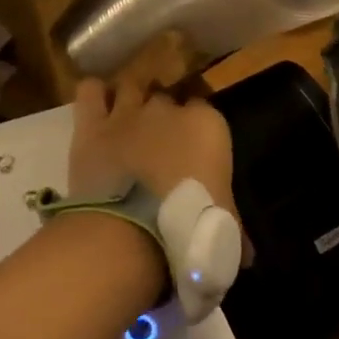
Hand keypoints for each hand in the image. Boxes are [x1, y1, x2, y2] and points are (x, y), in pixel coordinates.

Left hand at [69, 79, 236, 219]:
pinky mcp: (91, 126)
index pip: (206, 108)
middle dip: (163, 115)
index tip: (193, 149)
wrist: (130, 233)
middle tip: (159, 143)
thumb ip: (234, 228)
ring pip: (131, 86)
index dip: (197, 127)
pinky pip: (90, 91)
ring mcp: (128, 113)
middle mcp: (168, 108)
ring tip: (128, 119)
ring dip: (130, 98)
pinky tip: (97, 108)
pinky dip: (94, 95)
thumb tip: (247, 252)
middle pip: (167, 97)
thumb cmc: (190, 228)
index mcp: (208, 125)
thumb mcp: (226, 230)